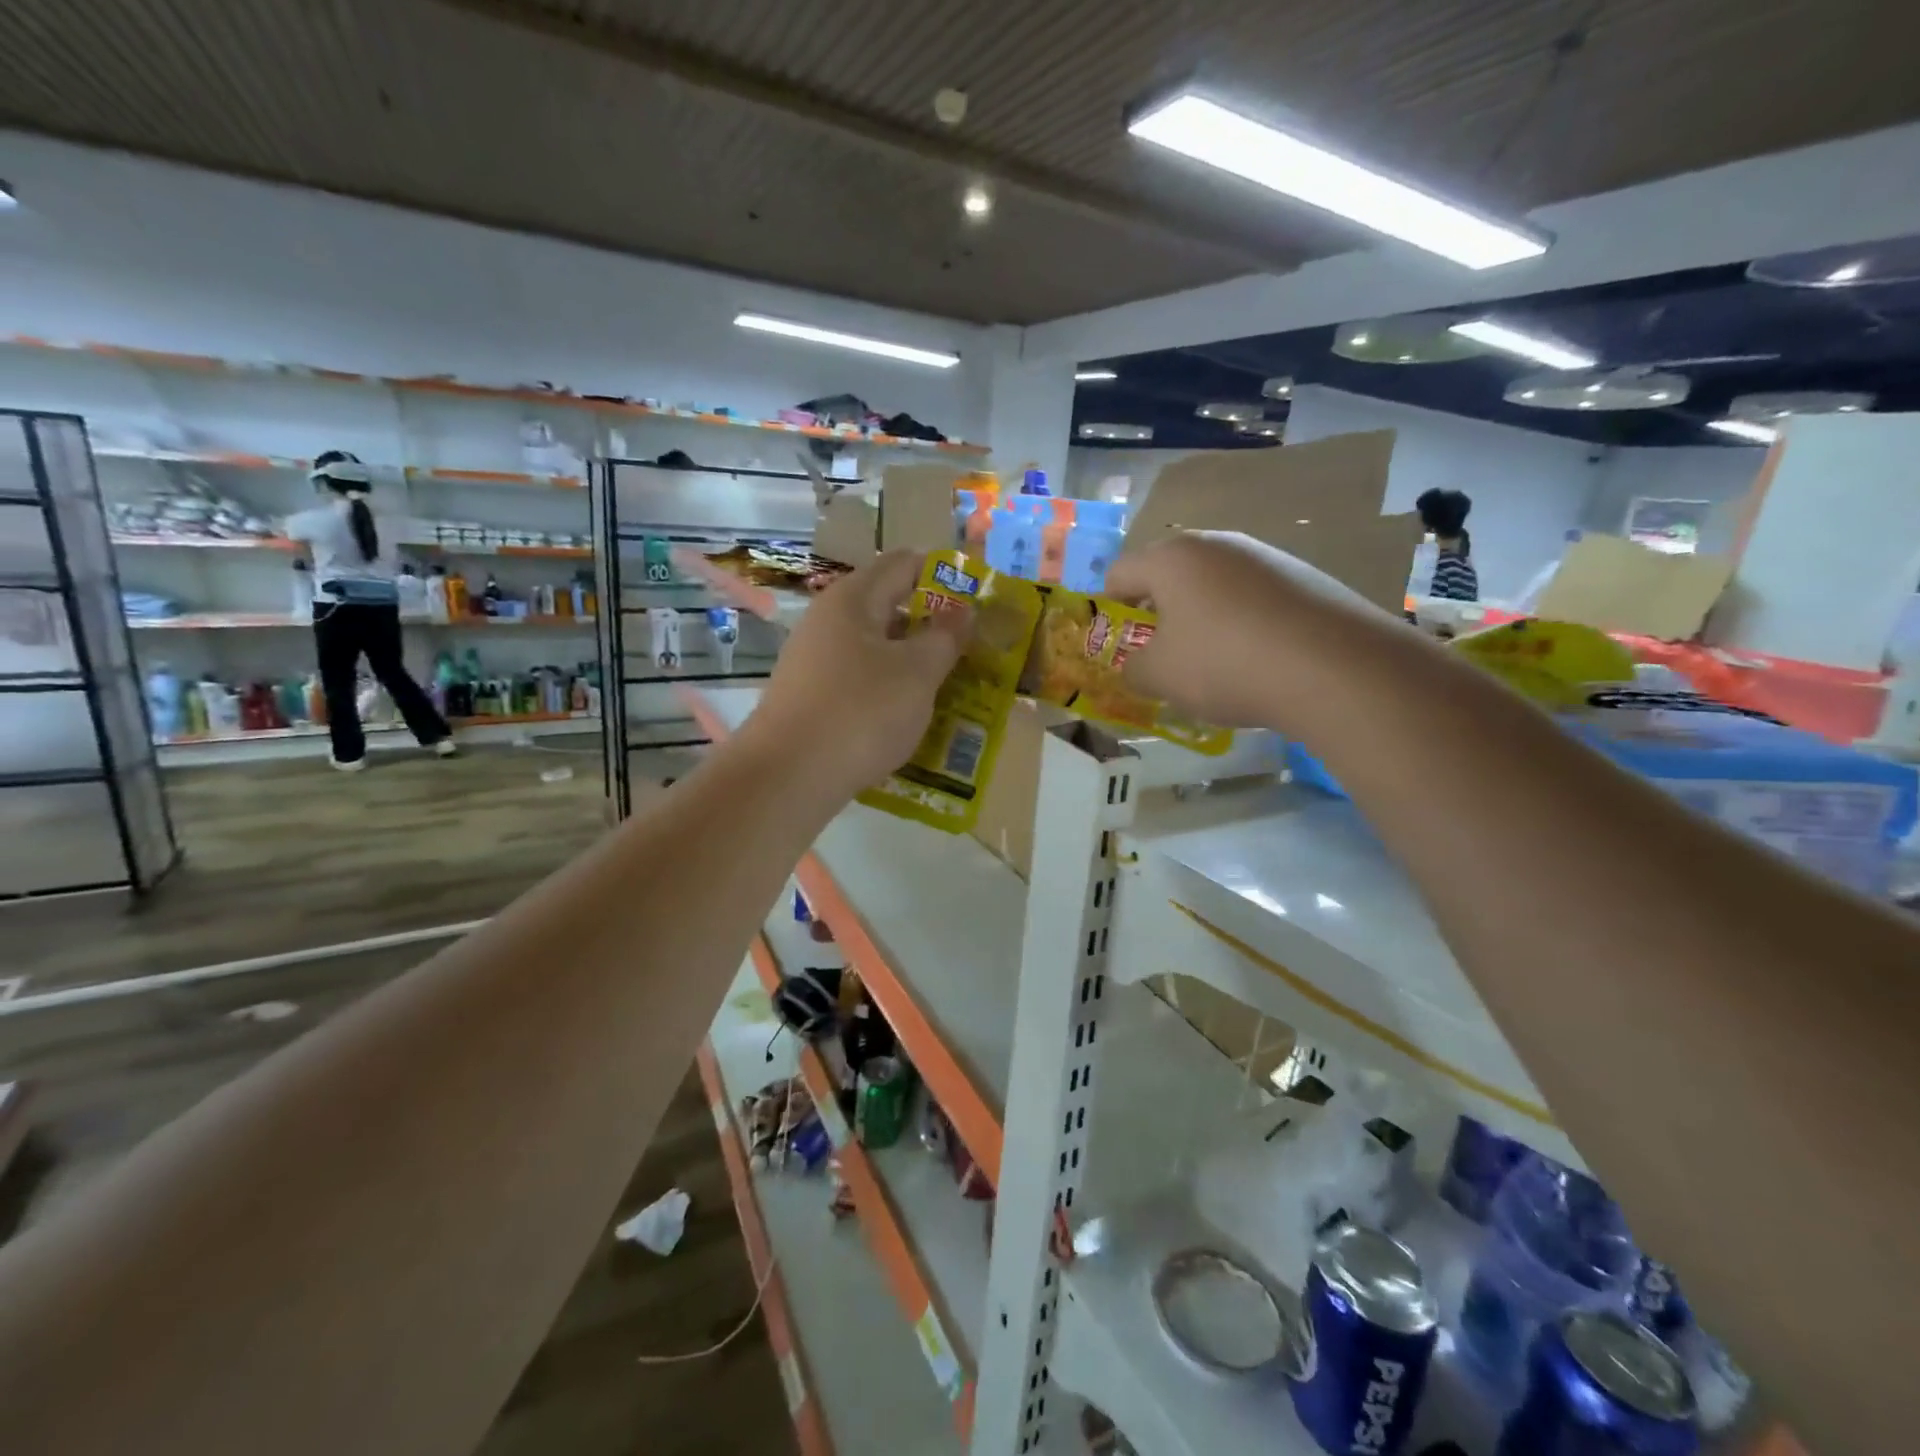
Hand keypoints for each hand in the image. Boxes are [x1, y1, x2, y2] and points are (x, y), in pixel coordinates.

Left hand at [746, 551, 967, 801]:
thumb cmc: (861, 712)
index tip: (977, 601)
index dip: (943, 574)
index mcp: (853, 599)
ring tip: (948, 684)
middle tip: (970, 648)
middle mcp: (828, 620)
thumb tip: (963, 611)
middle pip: (888, 605)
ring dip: (912, 660)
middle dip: (931, 623)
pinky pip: (859, 679)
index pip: (904, 563)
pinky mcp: (811, 696)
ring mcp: (815, 659)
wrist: (788, 776)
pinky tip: (908, 715)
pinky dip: (888, 688)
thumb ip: (945, 637)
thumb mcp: (918, 673)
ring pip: (875, 647)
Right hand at [1104, 531, 1400, 730]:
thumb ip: (1132, 669)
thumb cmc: (1224, 664)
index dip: (1108, 610)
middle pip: (1169, 576)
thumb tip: (1137, 666)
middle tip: (1163, 657)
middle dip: (1159, 615)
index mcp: (1172, 558)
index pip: (1119, 574)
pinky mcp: (1304, 577)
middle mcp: (1217, 544)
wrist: (1334, 668)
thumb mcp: (1159, 677)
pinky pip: (1253, 598)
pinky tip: (1258, 660)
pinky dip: (1243, 624)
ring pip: (1213, 586)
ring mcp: (1265, 556)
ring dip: (1202, 619)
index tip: (1119, 646)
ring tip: (1214, 664)